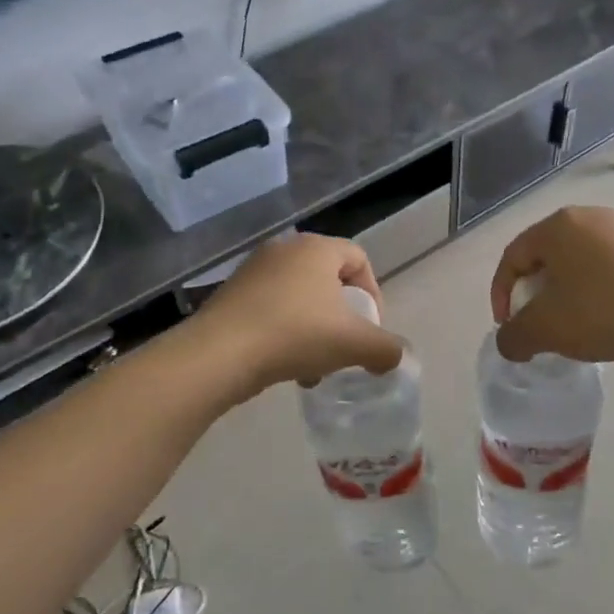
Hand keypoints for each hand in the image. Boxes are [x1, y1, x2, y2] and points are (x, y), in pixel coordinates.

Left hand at [195, 233, 404, 397]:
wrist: (219, 354)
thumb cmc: (295, 335)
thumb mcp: (354, 344)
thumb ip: (385, 349)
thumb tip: (395, 357)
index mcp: (317, 248)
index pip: (359, 259)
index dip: (374, 293)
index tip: (371, 328)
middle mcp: (284, 249)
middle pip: (329, 279)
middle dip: (343, 316)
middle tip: (345, 346)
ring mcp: (253, 270)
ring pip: (300, 297)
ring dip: (315, 328)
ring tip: (315, 364)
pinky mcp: (231, 294)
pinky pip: (272, 307)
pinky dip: (286, 331)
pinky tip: (285, 365)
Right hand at [490, 207, 613, 365]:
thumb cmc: (600, 313)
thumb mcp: (543, 330)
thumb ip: (513, 336)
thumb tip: (510, 342)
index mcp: (558, 225)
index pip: (513, 257)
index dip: (502, 293)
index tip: (509, 326)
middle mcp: (590, 216)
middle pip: (546, 256)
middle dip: (534, 293)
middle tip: (537, 324)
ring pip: (578, 262)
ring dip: (566, 293)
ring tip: (571, 325)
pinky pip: (608, 268)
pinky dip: (595, 291)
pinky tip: (604, 319)